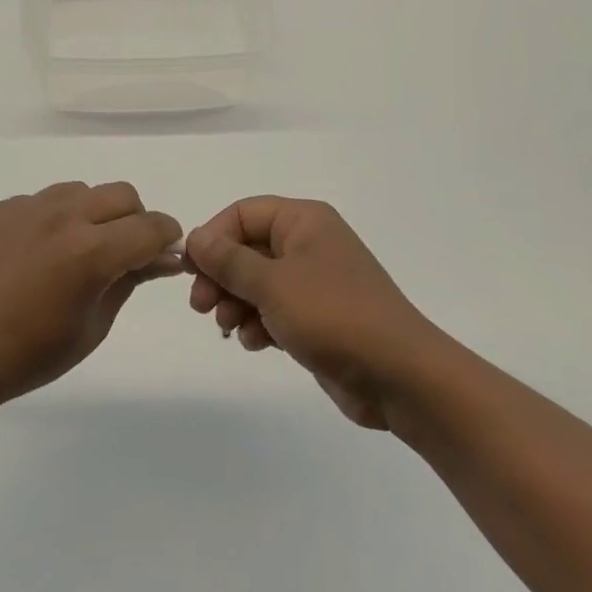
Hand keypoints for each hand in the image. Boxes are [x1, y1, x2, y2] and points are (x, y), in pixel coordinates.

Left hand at [0, 181, 182, 411]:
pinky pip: (42, 201)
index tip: (165, 254)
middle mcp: (62, 216)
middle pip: (122, 195)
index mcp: (90, 251)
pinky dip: (55, 219)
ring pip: (82, 191)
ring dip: (95, 213)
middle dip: (135, 220)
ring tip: (77, 250)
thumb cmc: (28, 355)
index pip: (150, 227)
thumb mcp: (92, 326)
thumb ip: (131, 280)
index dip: (167, 238)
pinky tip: (37, 254)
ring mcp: (27, 207)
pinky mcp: (0, 208)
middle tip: (124, 253)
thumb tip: (164, 257)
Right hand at [186, 197, 429, 428]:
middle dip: (221, 276)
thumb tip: (195, 237)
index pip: (243, 213)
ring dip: (236, 303)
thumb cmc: (334, 316)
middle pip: (248, 248)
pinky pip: (275, 310)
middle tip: (200, 306)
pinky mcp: (318, 318)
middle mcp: (309, 244)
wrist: (401, 377)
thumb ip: (229, 261)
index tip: (190, 269)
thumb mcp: (273, 284)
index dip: (213, 237)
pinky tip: (253, 343)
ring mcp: (315, 282)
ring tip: (227, 327)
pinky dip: (258, 323)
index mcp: (304, 221)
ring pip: (258, 282)